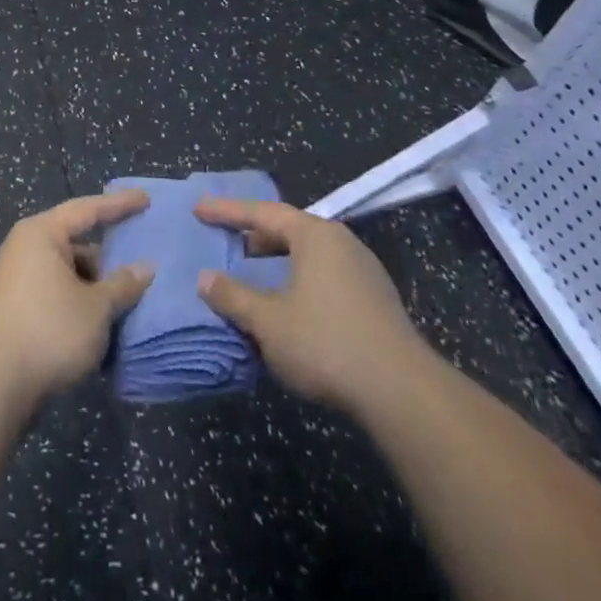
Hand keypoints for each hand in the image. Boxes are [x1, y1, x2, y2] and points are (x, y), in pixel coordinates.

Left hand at [0, 190, 155, 413]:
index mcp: (42, 233)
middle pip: (75, 244)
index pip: (87, 210)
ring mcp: (13, 282)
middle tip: (139, 269)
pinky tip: (97, 328)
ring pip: (65, 275)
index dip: (119, 205)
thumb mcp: (96, 307)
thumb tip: (146, 266)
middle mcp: (24, 249)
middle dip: (107, 259)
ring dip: (93, 289)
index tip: (146, 200)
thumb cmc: (48, 329)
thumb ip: (123, 284)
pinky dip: (76, 306)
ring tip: (125, 306)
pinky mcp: (11, 312)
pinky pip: (53, 298)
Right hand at [194, 198, 434, 418]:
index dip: (228, 211)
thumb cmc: (325, 342)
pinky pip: (325, 275)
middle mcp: (341, 243)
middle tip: (227, 242)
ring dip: (278, 260)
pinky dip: (298, 279)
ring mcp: (363, 270)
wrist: (401, 391)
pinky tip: (289, 304)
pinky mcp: (375, 300)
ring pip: (309, 254)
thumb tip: (204, 279)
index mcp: (315, 235)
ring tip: (253, 274)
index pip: (263, 213)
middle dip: (255, 236)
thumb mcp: (268, 321)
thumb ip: (233, 296)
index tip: (199, 209)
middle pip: (290, 229)